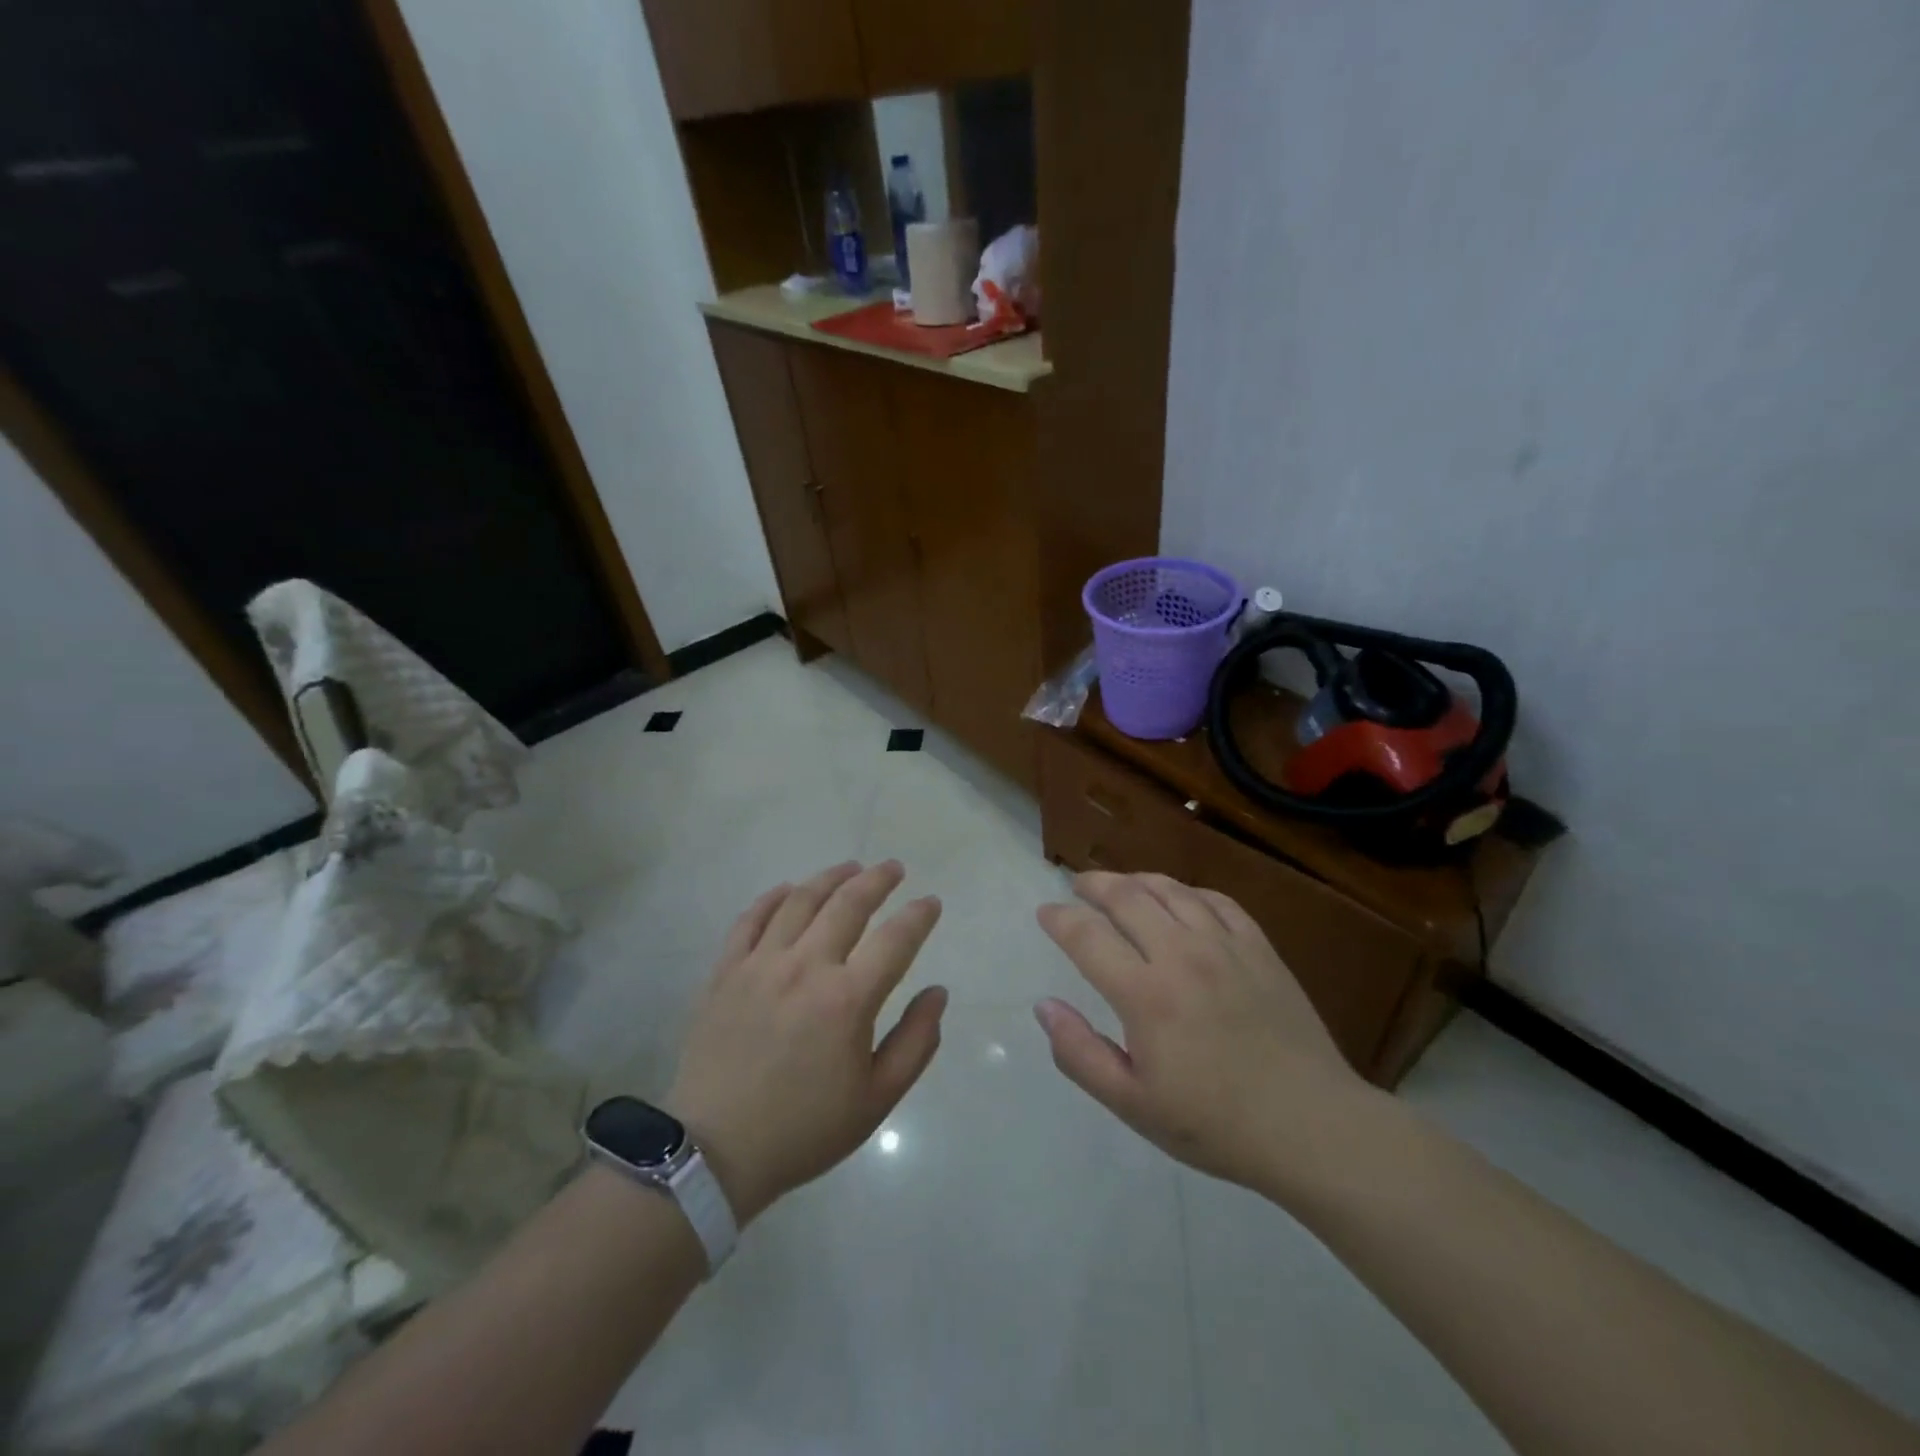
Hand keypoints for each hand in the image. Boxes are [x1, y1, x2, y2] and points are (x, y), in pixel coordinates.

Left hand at [667, 861, 946, 1224]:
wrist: (715, 1152)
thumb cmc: (805, 1129)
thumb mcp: (876, 1100)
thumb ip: (915, 1042)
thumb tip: (938, 993)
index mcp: (848, 999)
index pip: (896, 939)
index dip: (919, 915)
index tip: (931, 903)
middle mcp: (806, 967)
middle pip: (848, 904)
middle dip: (878, 880)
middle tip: (894, 868)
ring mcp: (760, 964)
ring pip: (800, 900)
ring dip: (830, 877)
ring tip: (850, 867)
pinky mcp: (725, 971)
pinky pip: (750, 919)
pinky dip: (773, 897)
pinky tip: (789, 889)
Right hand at [1034, 871, 1372, 1193]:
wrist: (1311, 1126)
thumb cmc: (1215, 1124)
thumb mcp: (1133, 1104)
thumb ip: (1080, 1054)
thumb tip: (1044, 1006)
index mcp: (1145, 994)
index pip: (1087, 936)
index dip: (1059, 918)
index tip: (1046, 913)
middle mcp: (1181, 955)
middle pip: (1127, 897)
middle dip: (1094, 884)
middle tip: (1078, 884)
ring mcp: (1225, 946)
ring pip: (1171, 890)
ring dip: (1137, 879)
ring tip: (1121, 884)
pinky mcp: (1260, 948)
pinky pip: (1217, 901)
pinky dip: (1188, 891)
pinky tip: (1181, 899)